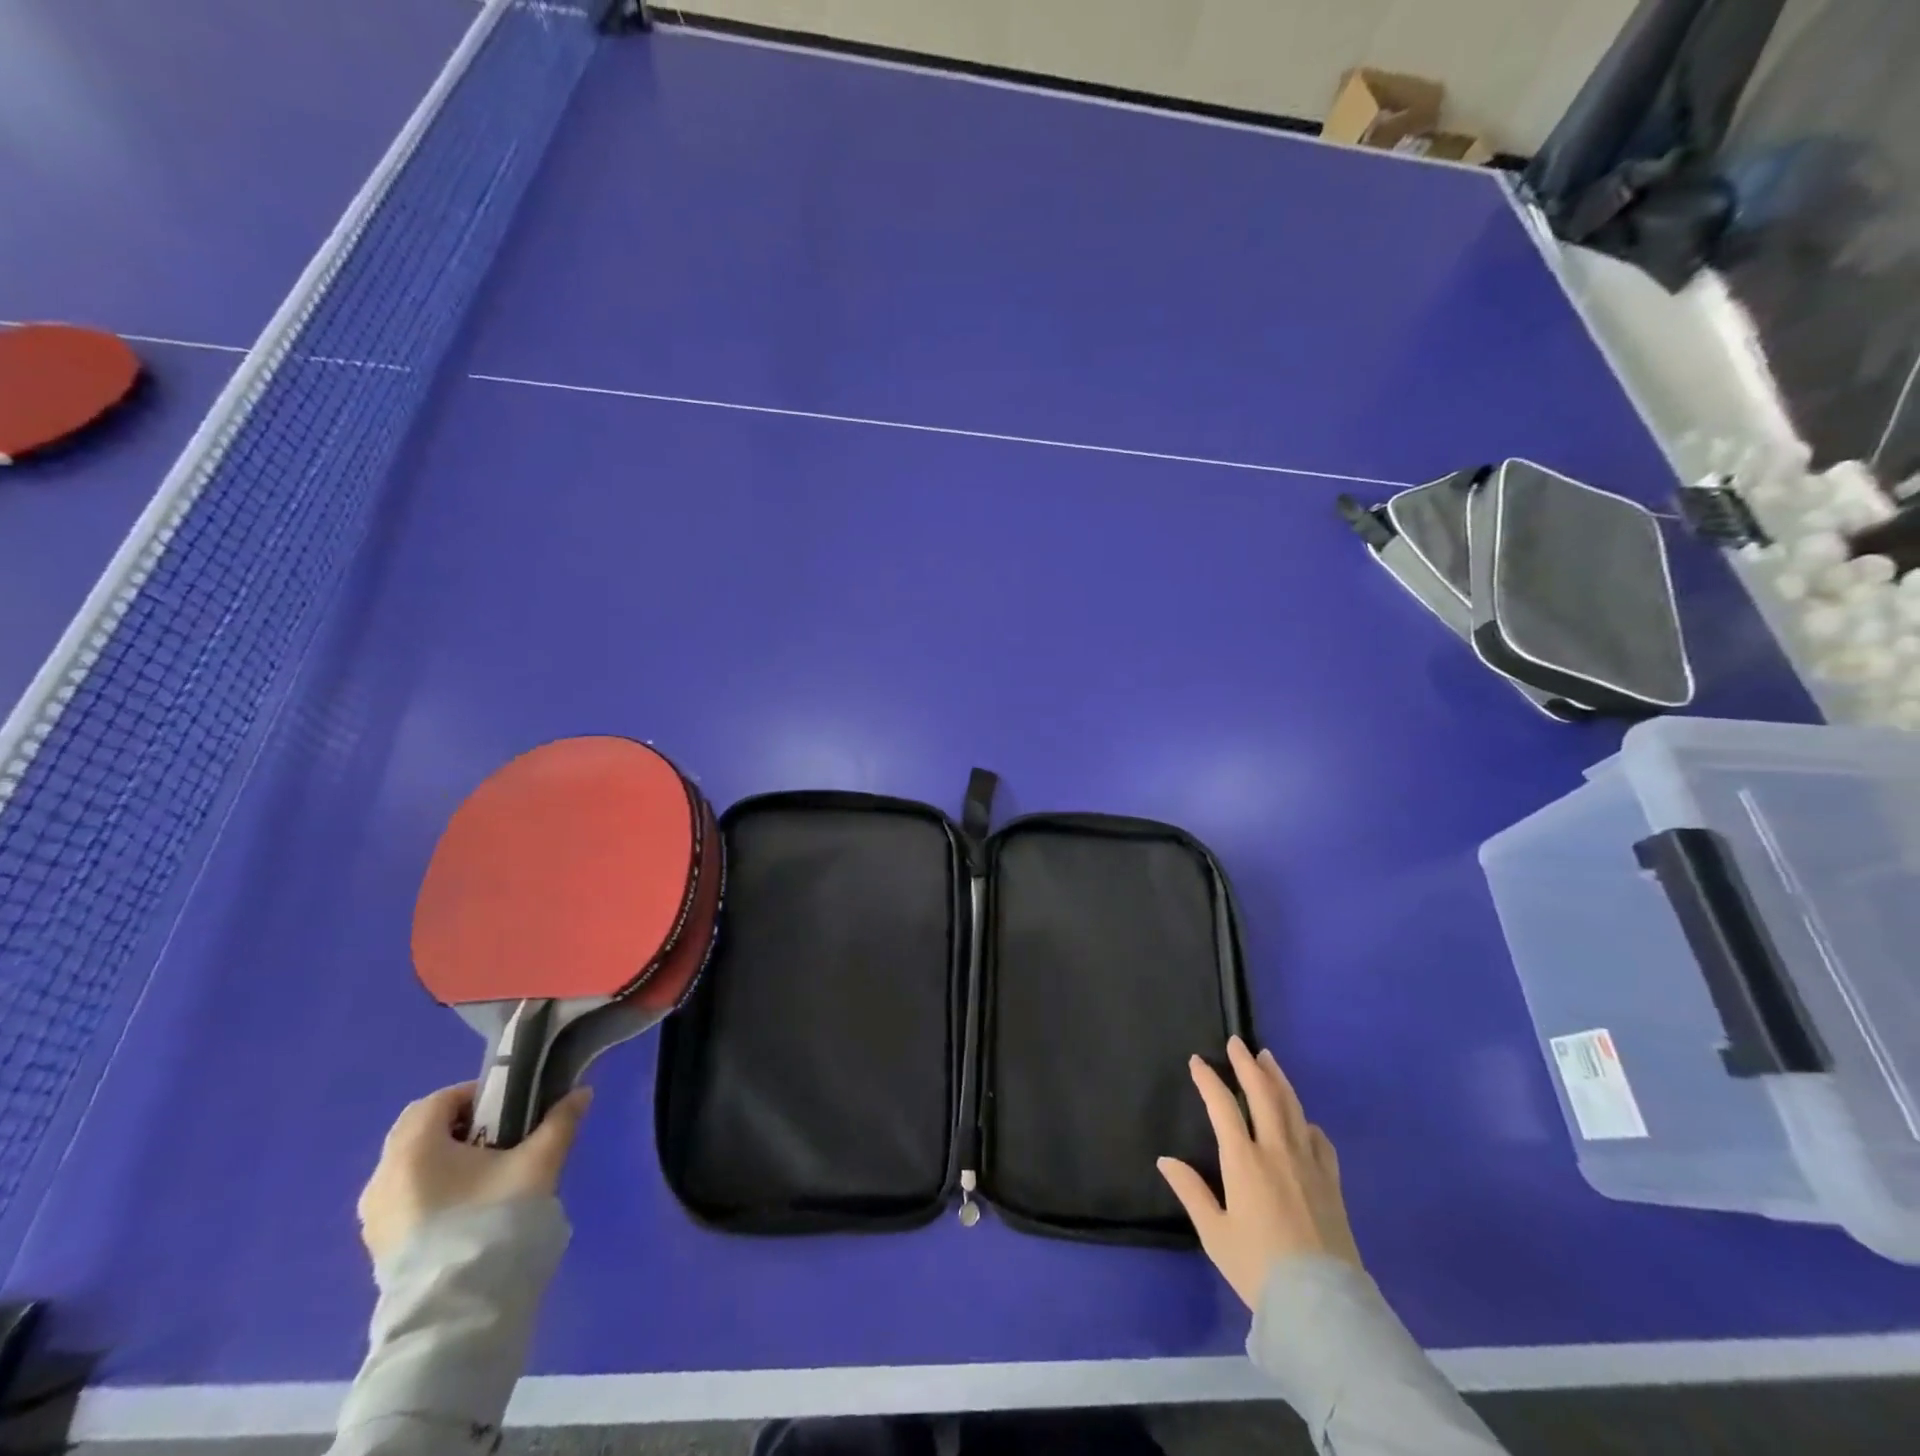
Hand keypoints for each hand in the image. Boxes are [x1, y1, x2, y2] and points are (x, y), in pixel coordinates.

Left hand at [357, 1082, 592, 1262]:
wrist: (458, 1315)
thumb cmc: (493, 1223)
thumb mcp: (537, 1164)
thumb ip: (559, 1123)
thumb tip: (582, 1093)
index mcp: (413, 1149)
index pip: (439, 1101)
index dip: (477, 1096)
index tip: (511, 1111)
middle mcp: (382, 1178)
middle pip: (421, 1132)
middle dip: (462, 1127)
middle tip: (502, 1139)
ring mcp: (376, 1218)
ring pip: (412, 1167)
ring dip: (448, 1159)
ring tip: (490, 1176)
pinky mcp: (380, 1248)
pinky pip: (407, 1198)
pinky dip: (435, 1189)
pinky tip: (470, 1209)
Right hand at [1158, 1036, 1361, 1308]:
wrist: (1321, 1305)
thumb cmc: (1258, 1268)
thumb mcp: (1215, 1234)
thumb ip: (1191, 1192)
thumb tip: (1166, 1159)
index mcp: (1244, 1160)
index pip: (1223, 1107)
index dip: (1209, 1081)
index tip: (1198, 1061)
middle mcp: (1277, 1151)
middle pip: (1263, 1094)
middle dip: (1247, 1065)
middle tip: (1237, 1043)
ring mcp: (1308, 1164)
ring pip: (1293, 1108)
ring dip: (1278, 1080)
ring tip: (1268, 1059)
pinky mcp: (1331, 1182)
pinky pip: (1319, 1140)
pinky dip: (1307, 1121)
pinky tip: (1304, 1120)